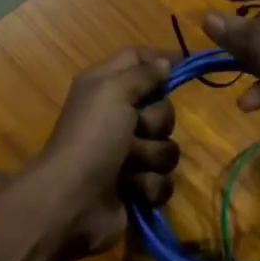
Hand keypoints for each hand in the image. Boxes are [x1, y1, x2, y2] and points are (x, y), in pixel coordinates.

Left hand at [32, 47, 177, 257]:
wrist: (72, 200)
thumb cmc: (92, 137)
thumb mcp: (113, 92)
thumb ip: (142, 74)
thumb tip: (165, 62)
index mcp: (105, 87)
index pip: (137, 60)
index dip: (161, 60)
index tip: (187, 65)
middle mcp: (117, 117)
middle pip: (162, 108)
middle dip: (155, 123)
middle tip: (135, 130)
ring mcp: (128, 155)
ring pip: (167, 148)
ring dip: (150, 158)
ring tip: (127, 167)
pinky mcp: (137, 187)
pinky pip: (164, 181)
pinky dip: (147, 186)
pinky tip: (130, 190)